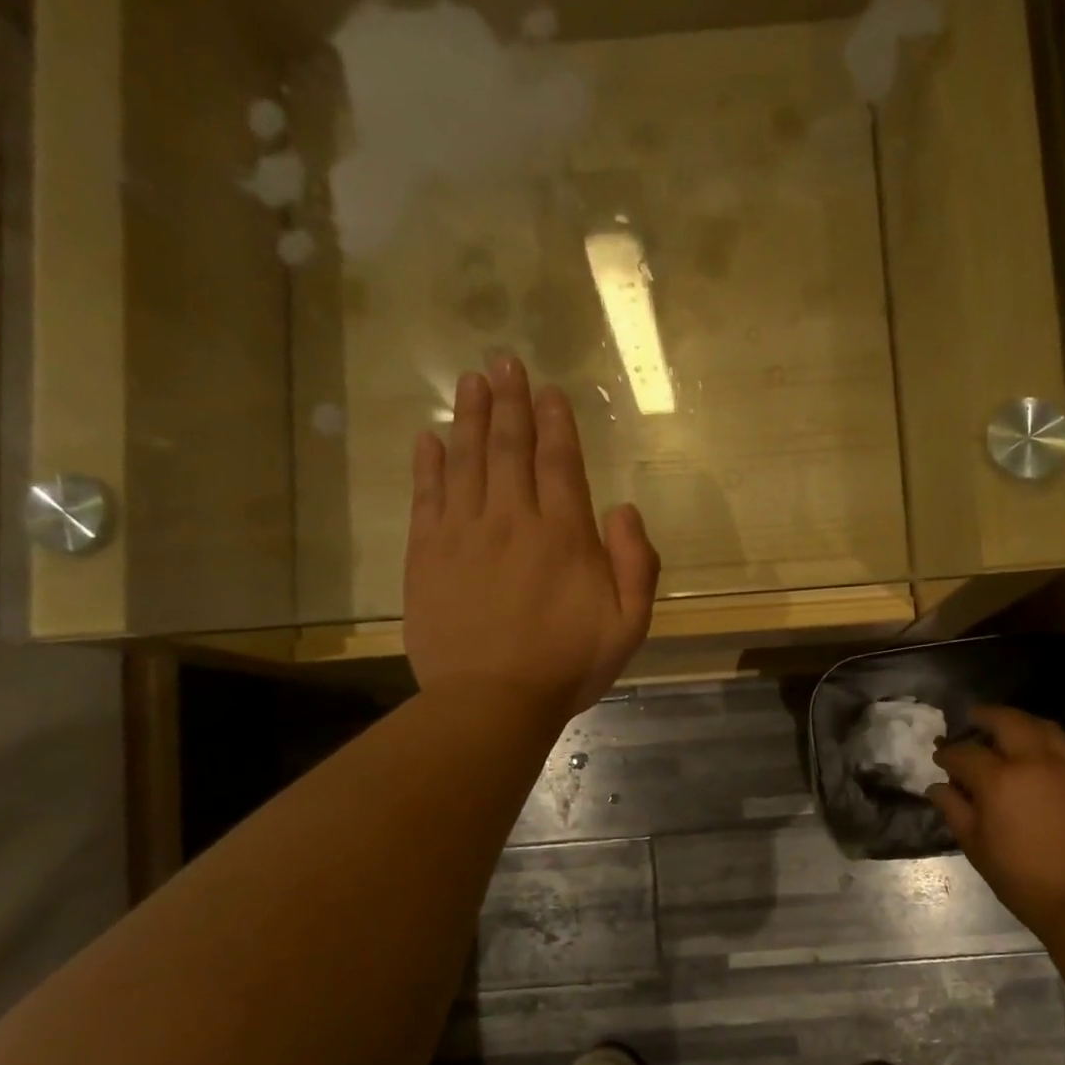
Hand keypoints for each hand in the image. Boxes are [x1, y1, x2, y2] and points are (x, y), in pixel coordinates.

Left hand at [405, 356, 659, 716]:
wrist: (491, 702)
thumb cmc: (568, 666)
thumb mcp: (629, 625)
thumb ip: (637, 564)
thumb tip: (623, 509)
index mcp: (564, 536)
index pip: (559, 463)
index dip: (555, 423)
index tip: (549, 390)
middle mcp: (513, 520)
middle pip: (510, 449)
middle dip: (511, 402)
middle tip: (504, 361)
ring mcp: (464, 534)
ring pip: (468, 461)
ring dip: (471, 418)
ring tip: (472, 381)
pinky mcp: (428, 555)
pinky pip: (427, 496)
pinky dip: (428, 463)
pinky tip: (430, 437)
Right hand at [930, 706, 1064, 928]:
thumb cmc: (1022, 878)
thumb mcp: (977, 847)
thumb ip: (954, 810)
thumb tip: (937, 787)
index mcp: (999, 780)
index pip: (965, 754)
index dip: (948, 754)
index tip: (940, 758)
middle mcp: (1034, 761)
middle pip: (1007, 721)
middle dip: (984, 716)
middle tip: (972, 718)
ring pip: (1044, 726)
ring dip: (1021, 722)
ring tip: (1010, 728)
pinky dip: (1054, 740)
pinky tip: (1047, 748)